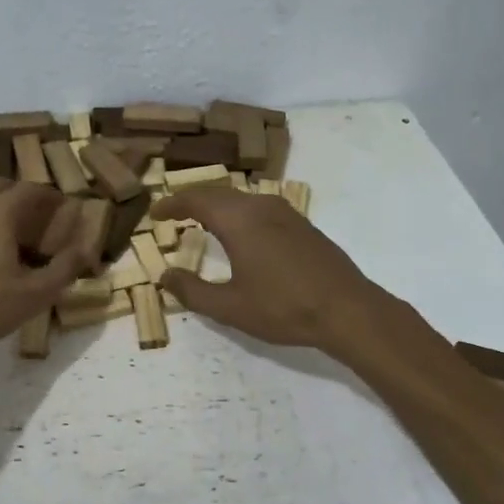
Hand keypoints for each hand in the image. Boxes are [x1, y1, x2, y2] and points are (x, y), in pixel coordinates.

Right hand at [154, 187, 379, 355]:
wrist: (347, 310)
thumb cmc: (283, 308)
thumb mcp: (230, 307)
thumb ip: (192, 291)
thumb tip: (166, 276)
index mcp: (239, 220)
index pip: (196, 199)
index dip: (172, 204)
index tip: (155, 213)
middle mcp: (261, 207)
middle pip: (218, 193)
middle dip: (192, 200)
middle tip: (173, 214)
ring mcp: (286, 213)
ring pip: (241, 198)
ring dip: (217, 205)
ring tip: (202, 221)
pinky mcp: (302, 225)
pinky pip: (260, 207)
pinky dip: (239, 213)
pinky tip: (240, 233)